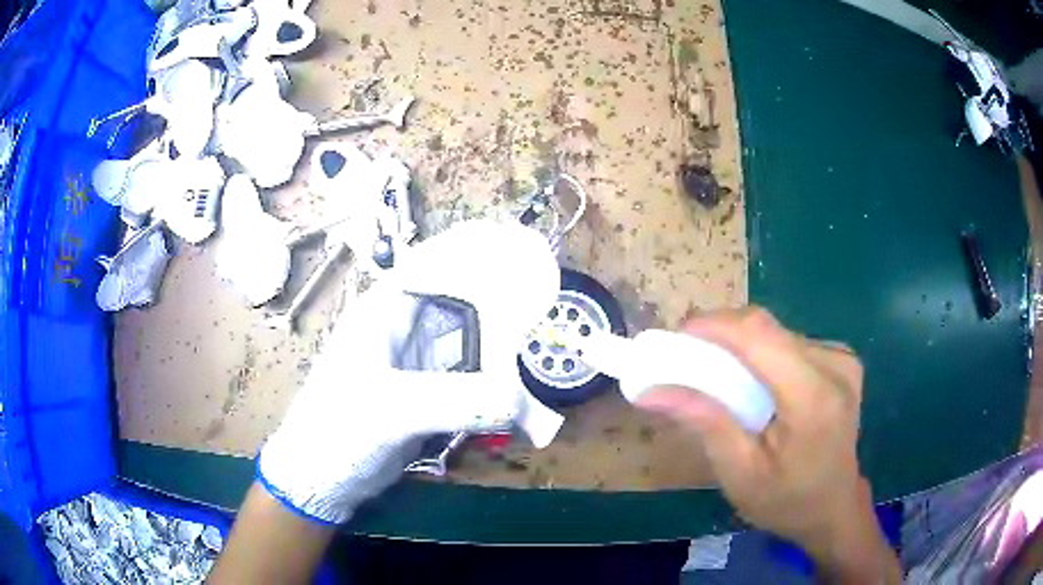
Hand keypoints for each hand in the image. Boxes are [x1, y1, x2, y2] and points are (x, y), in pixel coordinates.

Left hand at [257, 221, 562, 525]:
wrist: (322, 477)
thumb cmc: (340, 429)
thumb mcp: (391, 410)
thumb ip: (453, 401)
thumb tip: (519, 401)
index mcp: (387, 308)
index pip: (438, 260)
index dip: (480, 249)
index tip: (527, 249)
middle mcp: (406, 325)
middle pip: (463, 297)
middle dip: (504, 297)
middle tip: (549, 305)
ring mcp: (418, 360)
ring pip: (471, 337)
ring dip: (504, 342)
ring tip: (544, 342)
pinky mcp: (428, 391)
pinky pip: (470, 374)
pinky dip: (496, 379)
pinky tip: (522, 390)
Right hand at [636, 308, 898, 579]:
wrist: (834, 508)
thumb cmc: (786, 502)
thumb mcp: (740, 474)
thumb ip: (705, 423)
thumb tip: (651, 390)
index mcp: (814, 398)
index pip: (759, 335)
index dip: (713, 326)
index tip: (674, 340)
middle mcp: (835, 366)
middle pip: (766, 328)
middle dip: (720, 336)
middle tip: (686, 360)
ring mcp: (842, 359)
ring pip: (776, 332)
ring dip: (740, 345)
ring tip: (715, 374)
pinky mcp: (841, 360)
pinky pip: (790, 342)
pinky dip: (761, 353)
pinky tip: (751, 380)